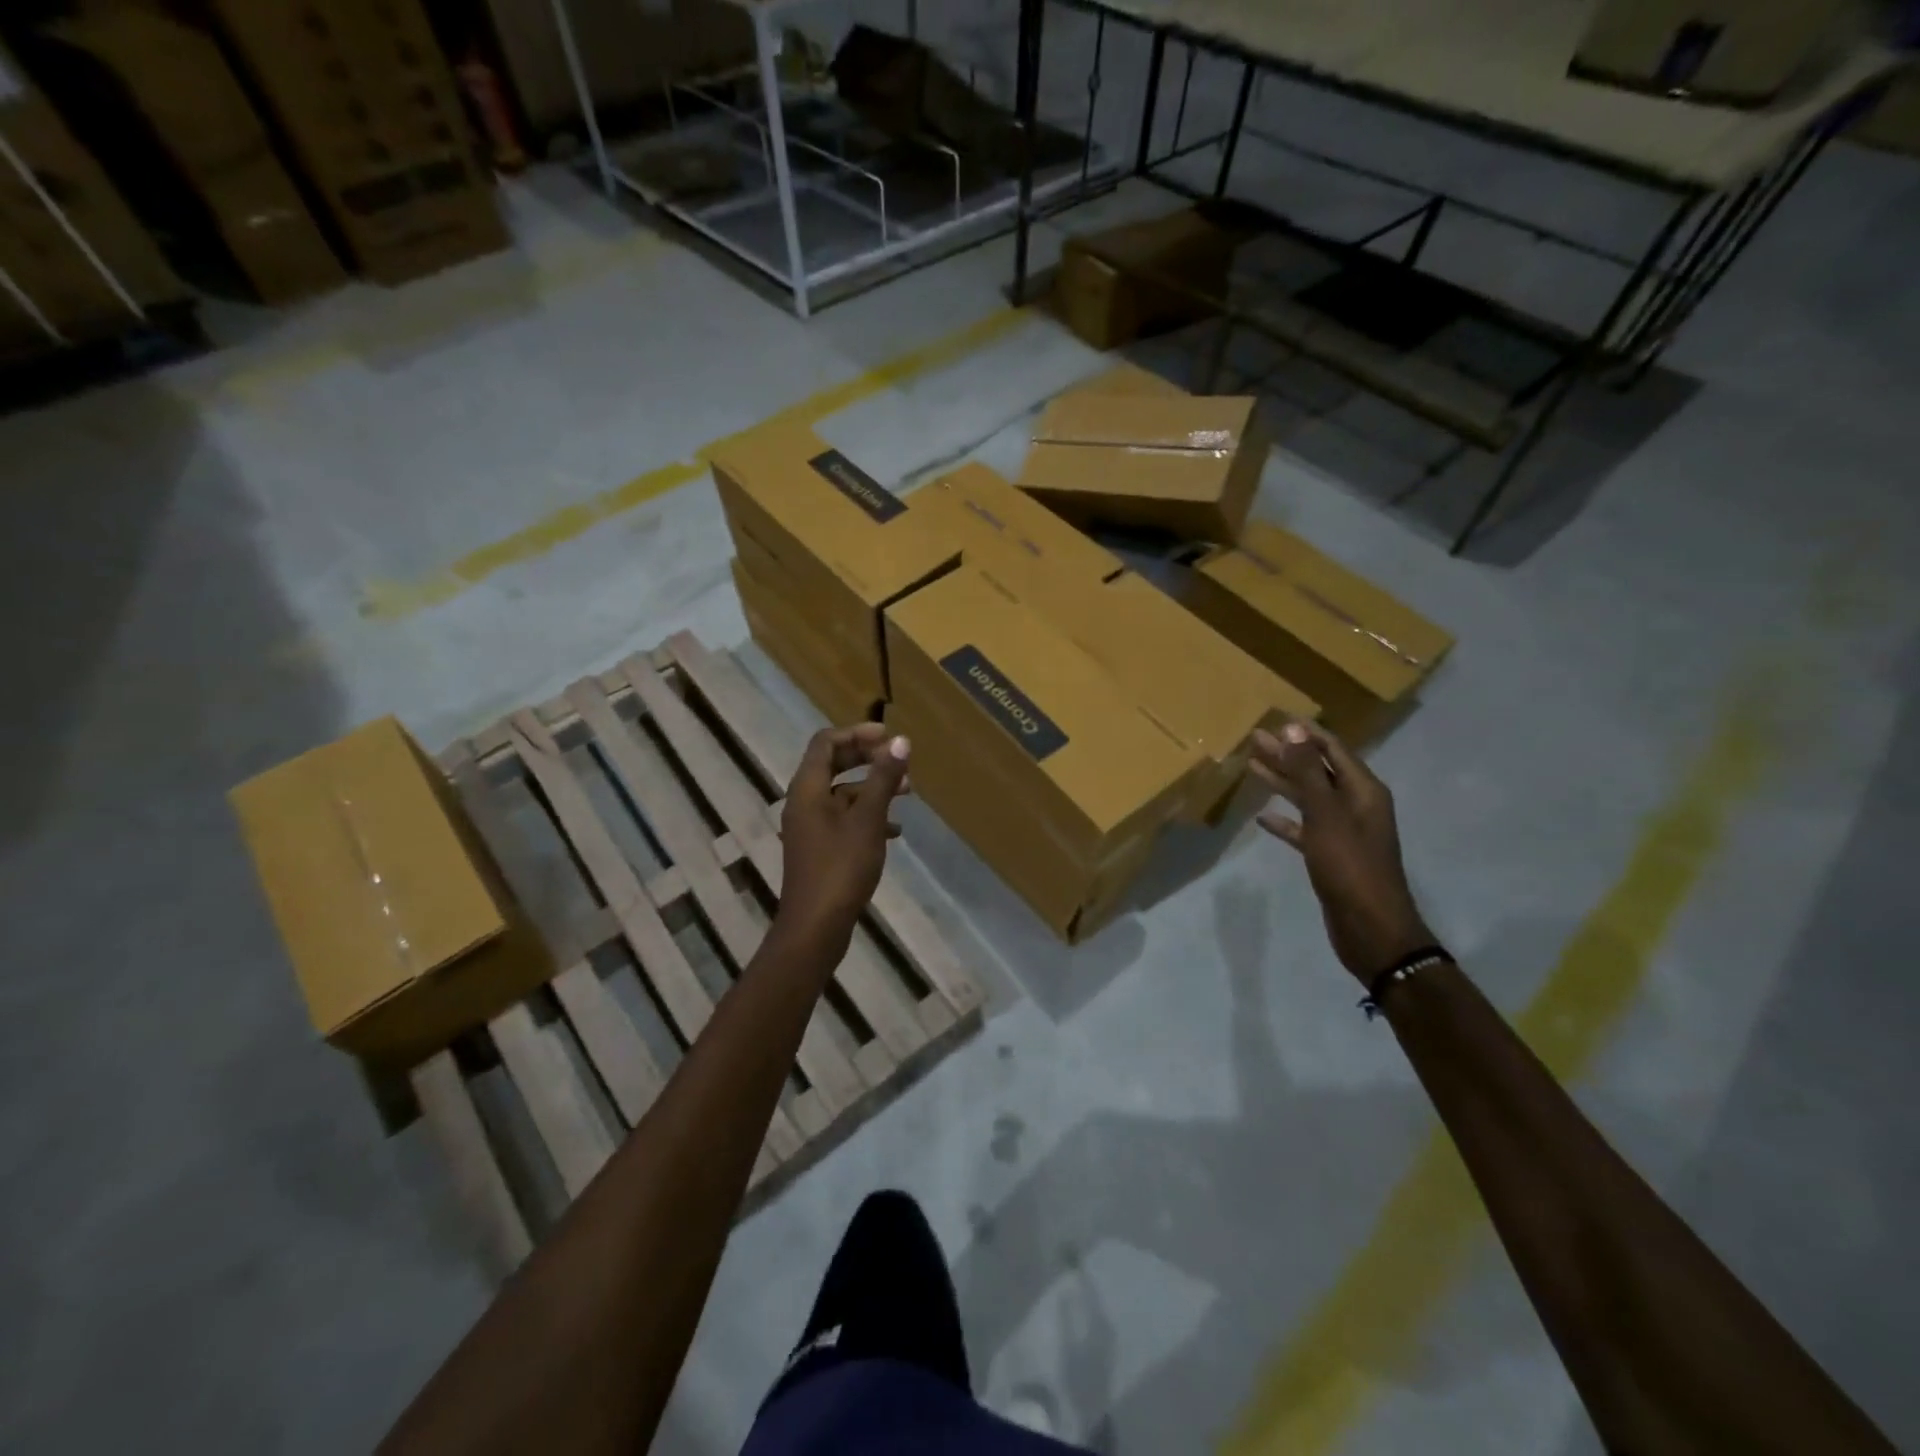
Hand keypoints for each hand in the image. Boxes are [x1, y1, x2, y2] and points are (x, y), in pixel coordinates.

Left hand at [776, 724, 911, 944]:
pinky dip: (867, 815)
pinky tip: (895, 830)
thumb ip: (883, 778)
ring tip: (907, 793)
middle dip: (867, 758)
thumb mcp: (868, 819)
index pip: (825, 743)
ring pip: (841, 793)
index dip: (857, 734)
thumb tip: (900, 741)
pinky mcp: (819, 848)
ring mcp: (810, 827)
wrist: (816, 926)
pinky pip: (843, 818)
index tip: (889, 737)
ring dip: (872, 787)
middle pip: (832, 764)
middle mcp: (803, 802)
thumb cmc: (841, 867)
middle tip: (899, 759)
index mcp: (807, 789)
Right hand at [1250, 721, 1432, 983]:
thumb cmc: (1350, 867)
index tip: (1276, 718)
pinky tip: (1263, 817)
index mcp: (1363, 791)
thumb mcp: (1326, 815)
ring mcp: (1343, 832)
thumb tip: (1293, 729)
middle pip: (1317, 771)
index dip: (1306, 734)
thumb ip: (1308, 772)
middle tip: (1254, 739)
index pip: (1333, 749)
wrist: (1371, 928)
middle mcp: (1355, 806)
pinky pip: (1304, 829)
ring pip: (1308, 798)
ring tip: (1252, 766)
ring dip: (1283, 782)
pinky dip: (1285, 821)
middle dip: (1288, 754)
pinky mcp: (1330, 855)